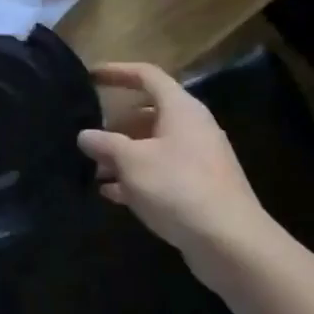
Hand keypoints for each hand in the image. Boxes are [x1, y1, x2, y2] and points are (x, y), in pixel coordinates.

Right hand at [77, 62, 271, 270]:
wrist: (229, 241)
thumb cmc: (177, 187)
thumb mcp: (130, 161)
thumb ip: (104, 143)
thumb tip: (85, 135)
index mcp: (181, 109)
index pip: (147, 76)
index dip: (118, 72)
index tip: (91, 77)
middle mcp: (193, 128)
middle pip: (149, 113)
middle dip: (116, 124)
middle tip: (88, 136)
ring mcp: (198, 159)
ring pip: (153, 146)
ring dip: (123, 155)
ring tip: (93, 169)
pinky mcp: (198, 188)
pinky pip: (160, 172)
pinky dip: (136, 177)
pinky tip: (112, 194)